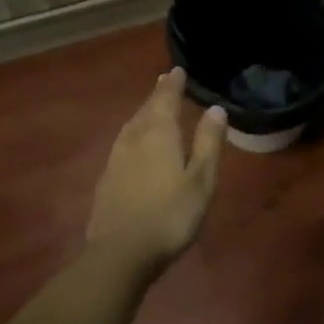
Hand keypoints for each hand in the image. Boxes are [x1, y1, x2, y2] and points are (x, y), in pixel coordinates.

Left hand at [86, 69, 226, 278]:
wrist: (120, 253)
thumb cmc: (170, 215)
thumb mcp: (201, 180)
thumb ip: (208, 143)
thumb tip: (216, 109)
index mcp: (159, 134)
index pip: (166, 99)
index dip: (173, 84)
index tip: (177, 70)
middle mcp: (134, 139)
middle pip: (146, 109)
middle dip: (157, 95)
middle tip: (165, 81)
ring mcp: (116, 159)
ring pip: (131, 126)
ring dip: (143, 112)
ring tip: (151, 107)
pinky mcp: (107, 179)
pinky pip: (123, 143)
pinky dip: (133, 133)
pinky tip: (135, 144)